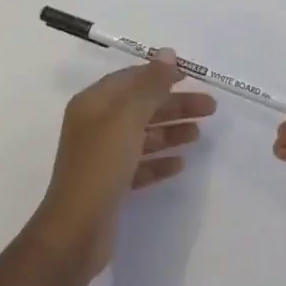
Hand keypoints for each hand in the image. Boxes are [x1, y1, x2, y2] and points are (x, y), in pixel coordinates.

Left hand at [32, 51, 217, 272]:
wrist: (75, 232)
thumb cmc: (100, 166)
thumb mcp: (127, 118)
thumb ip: (150, 85)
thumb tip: (168, 53)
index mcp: (93, 103)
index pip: (130, 79)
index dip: (159, 74)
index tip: (191, 75)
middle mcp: (96, 125)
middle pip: (141, 107)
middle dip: (174, 105)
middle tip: (209, 107)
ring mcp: (103, 157)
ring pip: (143, 136)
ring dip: (170, 132)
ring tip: (198, 134)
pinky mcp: (111, 185)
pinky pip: (140, 165)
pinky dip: (159, 161)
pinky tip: (180, 163)